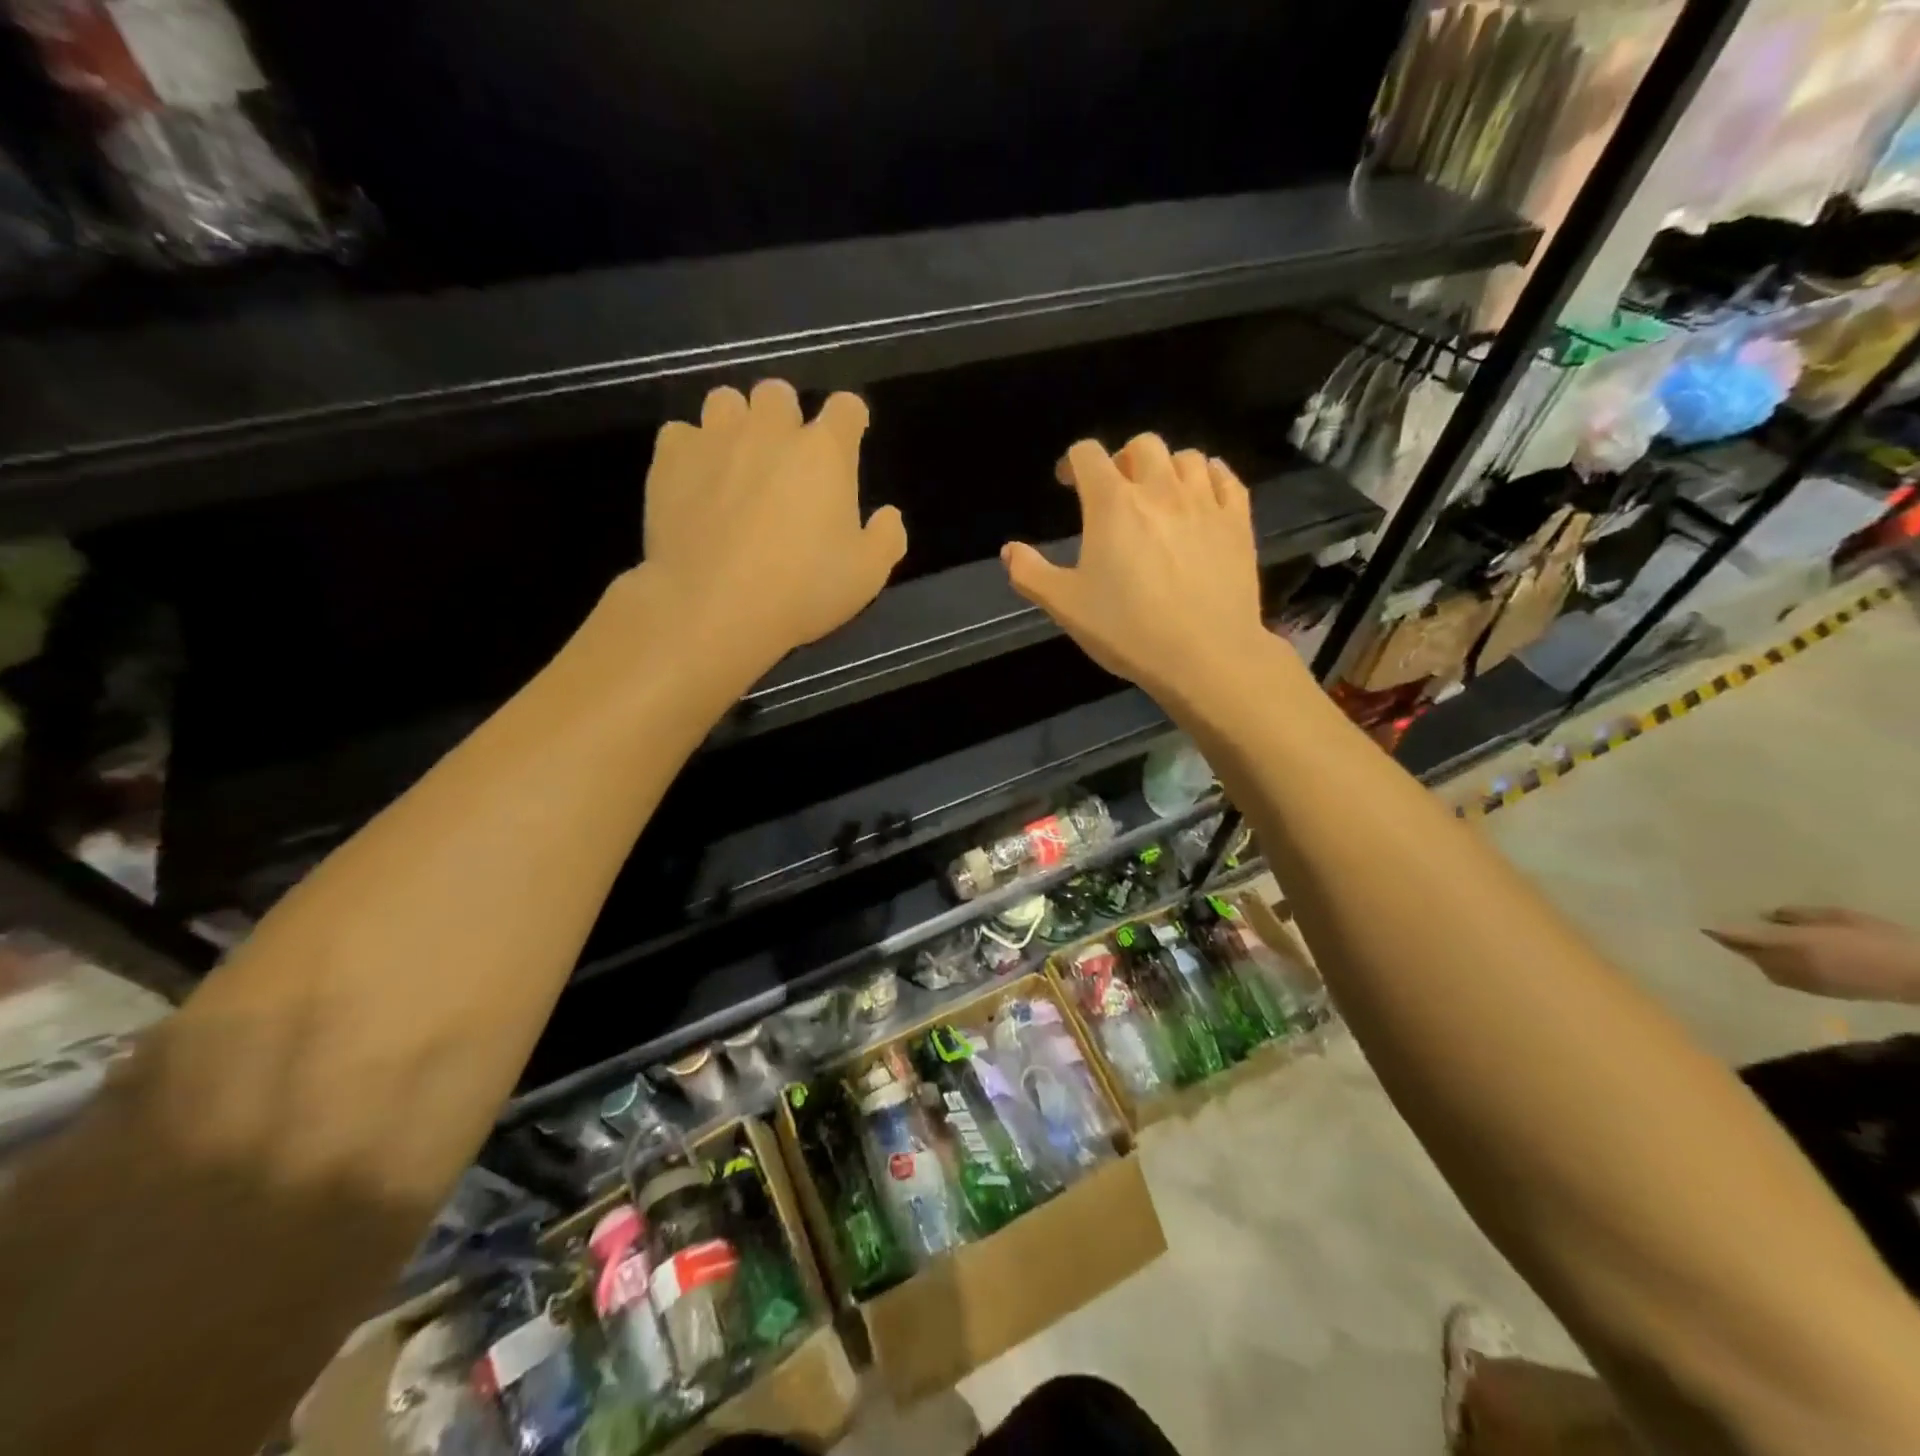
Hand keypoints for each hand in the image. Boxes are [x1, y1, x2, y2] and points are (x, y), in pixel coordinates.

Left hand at [641, 380, 906, 667]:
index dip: (850, 420)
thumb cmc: (802, 591)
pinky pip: (681, 434)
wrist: (713, 607)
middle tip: (785, 461)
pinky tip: (695, 484)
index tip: (849, 440)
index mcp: (824, 452)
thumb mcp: (867, 575)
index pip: (846, 407)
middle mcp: (770, 431)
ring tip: (736, 463)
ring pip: (726, 401)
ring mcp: (715, 439)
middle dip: (786, 418)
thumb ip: (885, 538)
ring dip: (737, 424)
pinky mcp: (670, 459)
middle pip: (779, 394)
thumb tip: (887, 516)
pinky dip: (691, 452)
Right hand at [1001, 435, 1276, 706]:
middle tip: (1116, 491)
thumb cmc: (1127, 630)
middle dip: (1123, 460)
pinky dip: (1209, 477)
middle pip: (1142, 445)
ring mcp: (1204, 502)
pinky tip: (1202, 495)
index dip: (1074, 463)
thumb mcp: (1066, 607)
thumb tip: (1009, 550)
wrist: (1205, 655)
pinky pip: (1225, 478)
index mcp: (1112, 504)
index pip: (1088, 454)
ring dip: (1167, 468)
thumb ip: (1031, 574)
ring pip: (1186, 457)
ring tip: (1160, 496)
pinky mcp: (1238, 521)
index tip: (1069, 484)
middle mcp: (1159, 489)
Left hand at [1705, 907, 1919, 1004]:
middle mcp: (1786, 964)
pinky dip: (1771, 966)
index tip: (1698, 923)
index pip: (1739, 937)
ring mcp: (1800, 981)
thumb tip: (1768, 916)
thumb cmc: (1879, 939)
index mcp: (1788, 943)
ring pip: (1761, 966)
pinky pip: (1780, 976)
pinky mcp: (1815, 992)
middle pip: (1746, 953)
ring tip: (1747, 942)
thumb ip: (1798, 915)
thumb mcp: (1838, 917)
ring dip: (1752, 955)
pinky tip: (1778, 957)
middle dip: (1731, 943)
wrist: (1919, 976)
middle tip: (1720, 931)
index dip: (1717, 931)